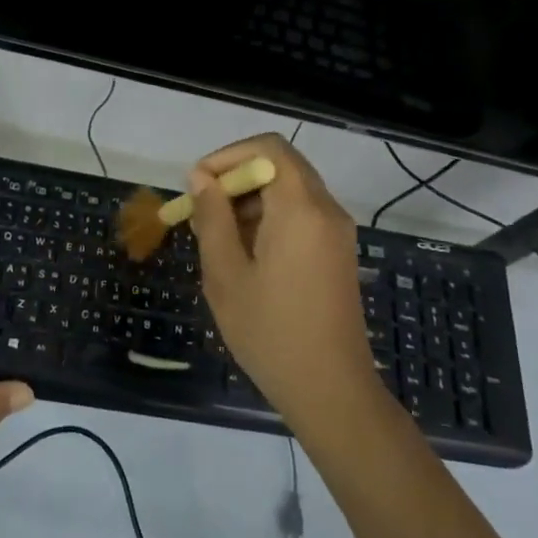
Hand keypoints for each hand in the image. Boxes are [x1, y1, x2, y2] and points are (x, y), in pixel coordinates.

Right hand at [189, 135, 382, 430]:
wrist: (331, 390)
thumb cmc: (271, 332)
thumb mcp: (226, 274)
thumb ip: (212, 218)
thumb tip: (201, 177)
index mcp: (301, 208)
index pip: (268, 148)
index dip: (228, 155)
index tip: (199, 185)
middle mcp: (326, 209)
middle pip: (280, 165)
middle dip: (236, 178)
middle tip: (202, 210)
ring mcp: (337, 231)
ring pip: (290, 189)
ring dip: (251, 199)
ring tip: (217, 236)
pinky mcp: (338, 251)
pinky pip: (302, 214)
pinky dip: (271, 217)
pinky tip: (245, 253)